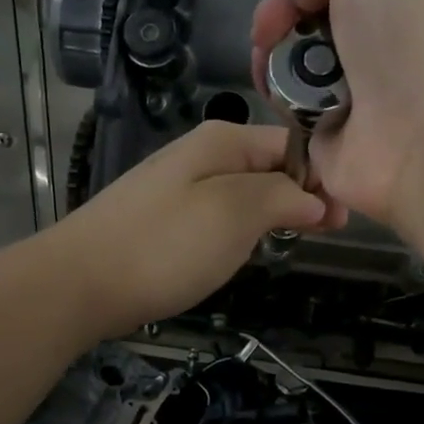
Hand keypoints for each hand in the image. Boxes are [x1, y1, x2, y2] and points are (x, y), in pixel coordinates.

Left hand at [47, 121, 333, 333]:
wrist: (77, 283)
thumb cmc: (164, 245)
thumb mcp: (236, 213)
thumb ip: (283, 197)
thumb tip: (318, 198)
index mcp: (223, 140)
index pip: (292, 144)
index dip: (323, 175)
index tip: (345, 217)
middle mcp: (202, 154)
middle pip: (270, 166)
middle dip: (302, 195)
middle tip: (330, 234)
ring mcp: (180, 185)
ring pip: (246, 192)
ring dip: (274, 214)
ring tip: (296, 241)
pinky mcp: (165, 218)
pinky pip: (219, 214)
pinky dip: (242, 230)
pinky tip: (245, 250)